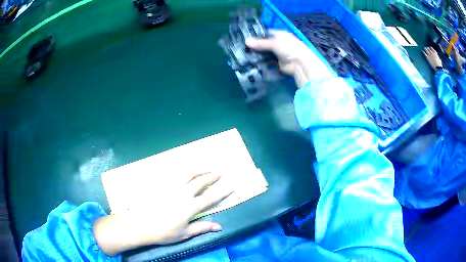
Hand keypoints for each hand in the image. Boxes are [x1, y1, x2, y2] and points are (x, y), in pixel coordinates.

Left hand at [93, 172, 231, 254]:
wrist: (142, 225)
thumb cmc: (164, 232)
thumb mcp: (185, 233)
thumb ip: (202, 227)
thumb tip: (219, 226)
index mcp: (190, 207)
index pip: (210, 198)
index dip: (222, 192)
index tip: (231, 186)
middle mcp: (183, 194)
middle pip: (201, 182)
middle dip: (212, 176)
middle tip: (219, 172)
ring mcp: (172, 187)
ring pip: (188, 174)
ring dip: (199, 170)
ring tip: (206, 167)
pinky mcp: (162, 185)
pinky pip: (175, 175)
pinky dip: (184, 171)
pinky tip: (186, 171)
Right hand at [245, 30, 333, 86]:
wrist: (300, 64)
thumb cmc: (289, 48)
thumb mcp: (274, 43)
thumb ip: (260, 43)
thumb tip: (246, 41)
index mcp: (280, 35)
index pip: (266, 33)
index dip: (256, 35)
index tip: (245, 38)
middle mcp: (278, 43)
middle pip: (264, 43)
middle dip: (255, 46)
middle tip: (242, 47)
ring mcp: (277, 53)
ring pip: (265, 53)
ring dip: (257, 54)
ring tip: (244, 55)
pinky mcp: (277, 63)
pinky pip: (267, 62)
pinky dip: (261, 62)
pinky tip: (251, 62)